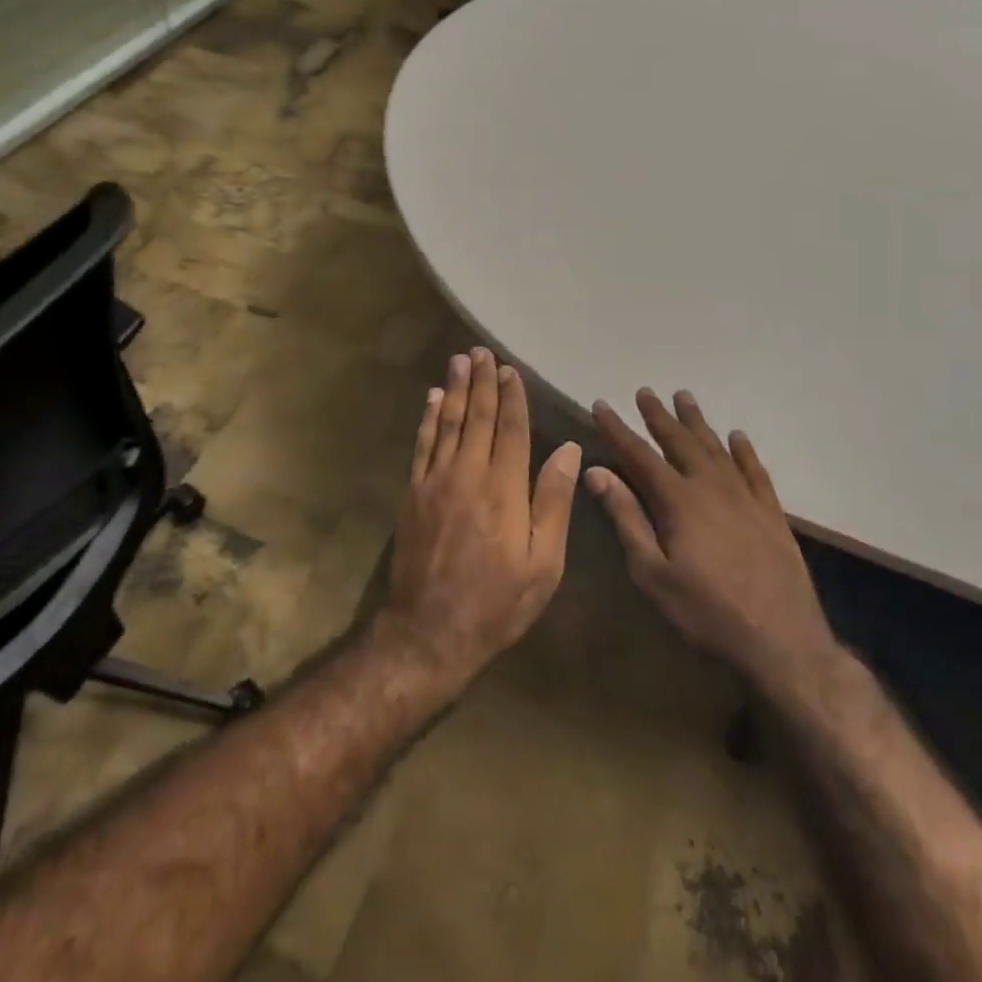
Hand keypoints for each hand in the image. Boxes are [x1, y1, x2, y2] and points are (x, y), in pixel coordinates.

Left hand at [377, 348, 582, 692]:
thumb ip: (553, 502)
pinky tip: (432, 399)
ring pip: (447, 423)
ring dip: (454, 389)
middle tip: (482, 352)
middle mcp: (467, 474)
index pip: (510, 429)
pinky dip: (428, 418)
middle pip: (476, 417)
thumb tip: (567, 450)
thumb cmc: (497, 602)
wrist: (430, 630)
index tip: (512, 370)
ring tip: (460, 360)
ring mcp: (435, 481)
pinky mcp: (413, 493)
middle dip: (482, 382)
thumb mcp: (543, 563)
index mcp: (504, 489)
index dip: (512, 397)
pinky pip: (422, 445)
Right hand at [589, 389, 839, 696]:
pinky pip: (755, 471)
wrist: (783, 644)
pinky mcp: (772, 515)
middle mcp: (712, 488)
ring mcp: (746, 499)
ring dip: (697, 423)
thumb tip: (596, 472)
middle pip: (680, 442)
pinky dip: (744, 451)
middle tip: (645, 392)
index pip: (639, 455)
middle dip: (659, 417)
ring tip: (684, 398)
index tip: (600, 405)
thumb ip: (626, 518)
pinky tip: (738, 437)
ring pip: (717, 449)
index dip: (617, 429)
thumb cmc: (706, 612)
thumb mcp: (652, 573)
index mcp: (678, 501)